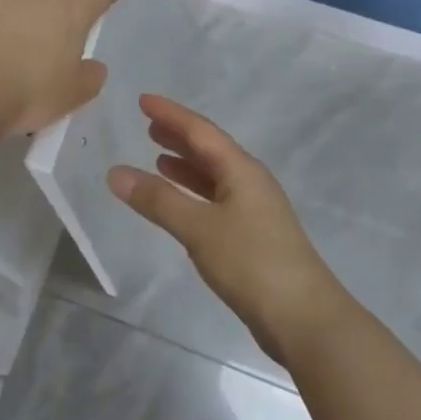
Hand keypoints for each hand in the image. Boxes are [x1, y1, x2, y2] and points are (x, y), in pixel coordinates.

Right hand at [108, 95, 345, 363]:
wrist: (305, 319)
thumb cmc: (252, 262)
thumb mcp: (199, 227)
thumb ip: (157, 200)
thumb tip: (116, 172)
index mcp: (242, 170)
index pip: (201, 131)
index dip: (171, 114)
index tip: (142, 100)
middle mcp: (250, 183)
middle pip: (210, 150)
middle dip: (179, 136)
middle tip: (148, 125)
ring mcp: (255, 211)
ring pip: (214, 177)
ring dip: (186, 166)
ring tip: (157, 158)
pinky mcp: (253, 238)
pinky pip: (216, 201)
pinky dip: (194, 194)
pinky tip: (180, 204)